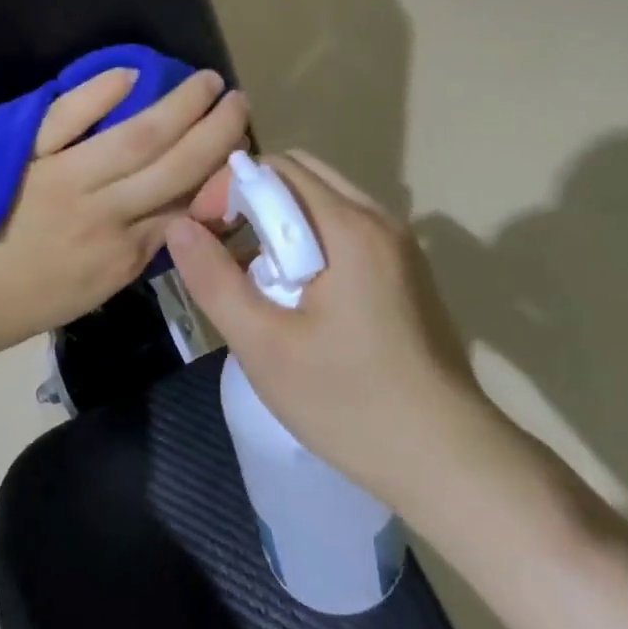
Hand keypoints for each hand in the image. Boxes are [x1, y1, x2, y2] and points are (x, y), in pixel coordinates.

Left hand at [0, 66, 249, 358]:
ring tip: (205, 82)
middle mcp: (104, 217)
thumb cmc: (12, 306)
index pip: (183, 209)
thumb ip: (130, 254)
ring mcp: (63, 181)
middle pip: (174, 167)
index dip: (217, 174)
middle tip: (239, 101)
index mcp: (120, 259)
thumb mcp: (87, 294)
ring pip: (136, 138)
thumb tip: (168, 213)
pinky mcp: (23, 156)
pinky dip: (100, 95)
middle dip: (215, 132)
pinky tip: (131, 75)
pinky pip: (67, 119)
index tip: (237, 148)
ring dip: (178, 106)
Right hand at [166, 151, 491, 504]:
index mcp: (349, 228)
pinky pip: (346, 229)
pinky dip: (309, 239)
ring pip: (324, 202)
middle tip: (222, 247)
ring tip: (253, 276)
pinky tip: (295, 294)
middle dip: (252, 200)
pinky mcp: (406, 272)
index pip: (276, 168)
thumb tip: (178, 227)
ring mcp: (399, 246)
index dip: (227, 189)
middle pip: (302, 175)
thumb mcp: (264, 345)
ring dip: (280, 222)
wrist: (449, 460)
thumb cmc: (349, 403)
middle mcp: (380, 220)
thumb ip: (214, 280)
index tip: (202, 232)